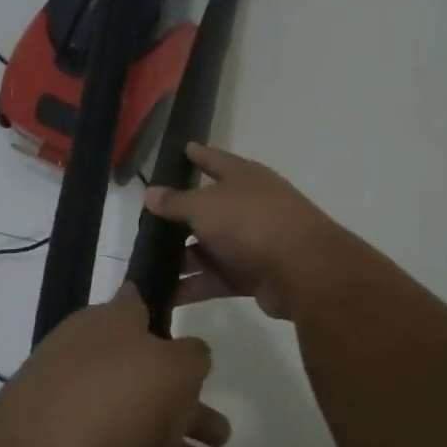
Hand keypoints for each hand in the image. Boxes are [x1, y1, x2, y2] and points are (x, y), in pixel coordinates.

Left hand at [0, 285, 227, 446]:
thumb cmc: (119, 396)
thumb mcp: (176, 366)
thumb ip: (192, 356)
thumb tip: (188, 352)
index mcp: (103, 326)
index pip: (134, 305)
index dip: (158, 312)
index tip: (182, 328)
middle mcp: (83, 363)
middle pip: (143, 380)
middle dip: (186, 408)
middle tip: (223, 434)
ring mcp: (70, 415)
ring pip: (135, 429)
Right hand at [144, 143, 344, 322]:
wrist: (303, 270)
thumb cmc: (250, 221)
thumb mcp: (205, 205)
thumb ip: (176, 202)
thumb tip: (150, 193)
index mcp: (243, 178)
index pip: (214, 160)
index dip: (196, 155)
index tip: (179, 151)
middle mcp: (248, 206)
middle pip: (207, 210)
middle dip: (177, 219)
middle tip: (143, 224)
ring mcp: (251, 243)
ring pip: (208, 249)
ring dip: (180, 259)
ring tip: (144, 265)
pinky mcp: (251, 276)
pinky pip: (214, 280)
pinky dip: (191, 287)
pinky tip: (163, 295)